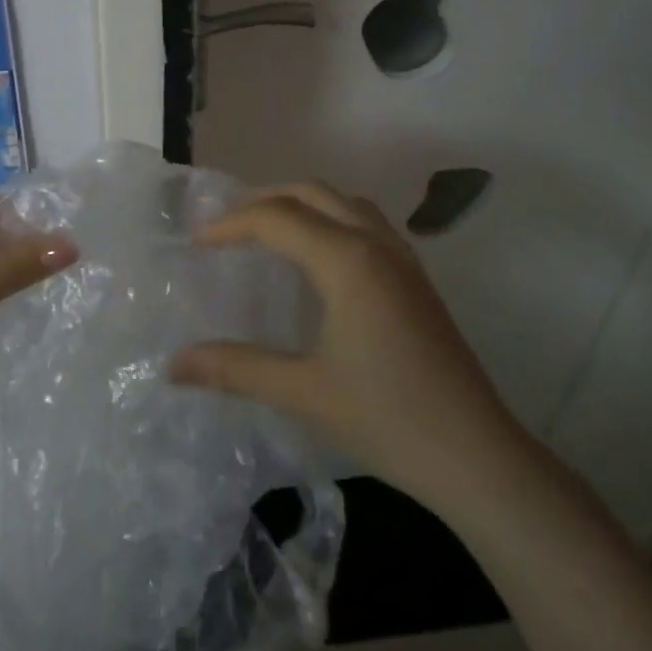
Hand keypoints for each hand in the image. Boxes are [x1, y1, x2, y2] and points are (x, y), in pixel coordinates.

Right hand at [169, 182, 528, 517]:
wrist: (478, 458)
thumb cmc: (387, 419)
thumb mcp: (302, 392)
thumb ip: (235, 369)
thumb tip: (173, 365)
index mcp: (347, 260)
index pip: (276, 218)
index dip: (230, 224)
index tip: (195, 243)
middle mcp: (376, 245)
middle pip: (311, 192)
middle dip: (262, 199)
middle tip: (225, 226)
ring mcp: (403, 259)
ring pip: (343, 201)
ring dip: (300, 203)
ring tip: (266, 230)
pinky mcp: (416, 280)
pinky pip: (365, 222)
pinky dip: (329, 218)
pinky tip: (317, 258)